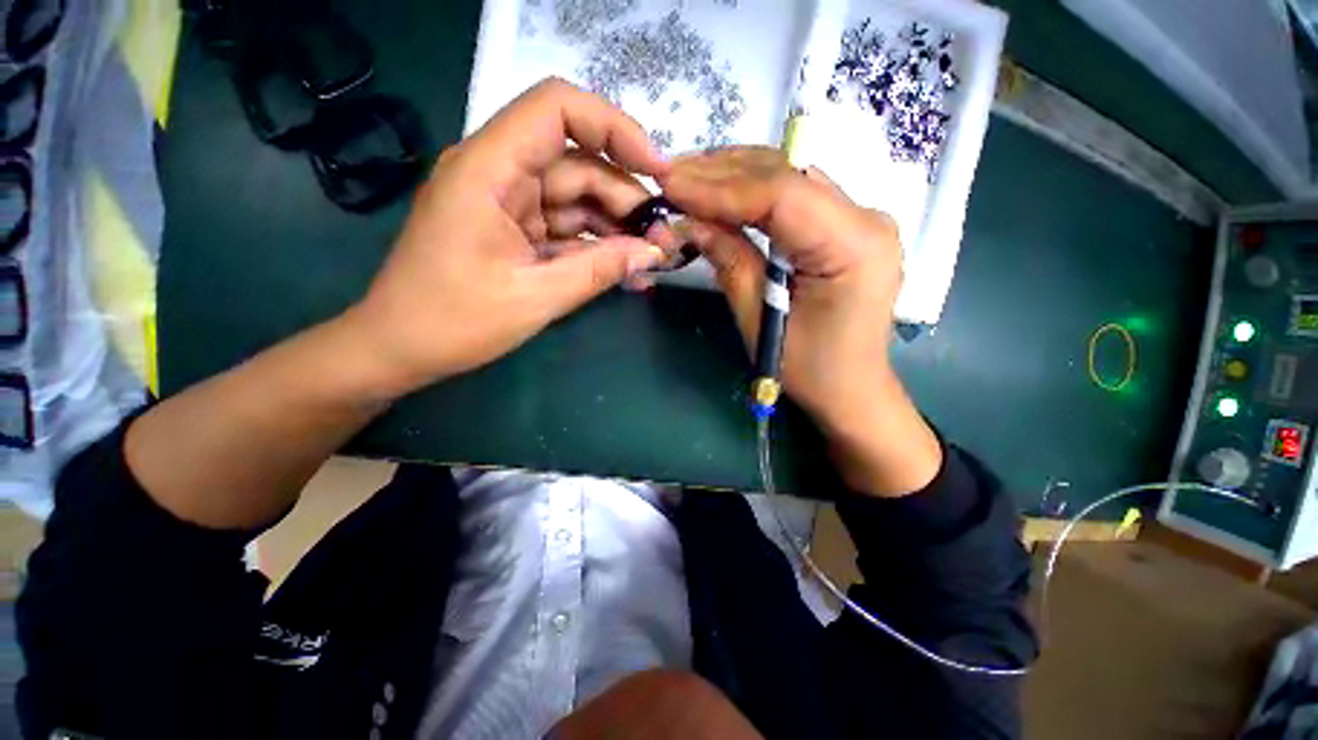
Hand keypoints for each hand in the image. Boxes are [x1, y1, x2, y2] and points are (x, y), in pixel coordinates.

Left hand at [343, 78, 672, 395]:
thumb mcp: (535, 297)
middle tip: (662, 240)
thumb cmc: (454, 322)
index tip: (657, 171)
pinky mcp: (516, 230)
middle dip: (626, 199)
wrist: (401, 348)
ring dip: (616, 227)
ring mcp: (508, 203)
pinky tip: (625, 268)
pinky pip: (566, 227)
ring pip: (577, 198)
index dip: (614, 129)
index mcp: (489, 169)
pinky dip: (596, 246)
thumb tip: (652, 253)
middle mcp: (499, 173)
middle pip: (578, 164)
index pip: (557, 110)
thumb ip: (598, 270)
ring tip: (650, 259)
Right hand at [660, 146, 940, 495]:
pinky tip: (722, 191)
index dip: (721, 187)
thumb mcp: (761, 320)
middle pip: (788, 175)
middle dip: (723, 173)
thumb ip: (729, 262)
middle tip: (671, 175)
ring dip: (736, 175)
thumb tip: (688, 221)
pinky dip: (755, 191)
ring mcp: (862, 219)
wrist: (852, 390)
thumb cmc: (809, 369)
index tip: (671, 183)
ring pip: (791, 177)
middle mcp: (868, 219)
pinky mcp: (848, 227)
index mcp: (854, 247)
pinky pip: (797, 196)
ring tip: (688, 178)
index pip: (781, 196)